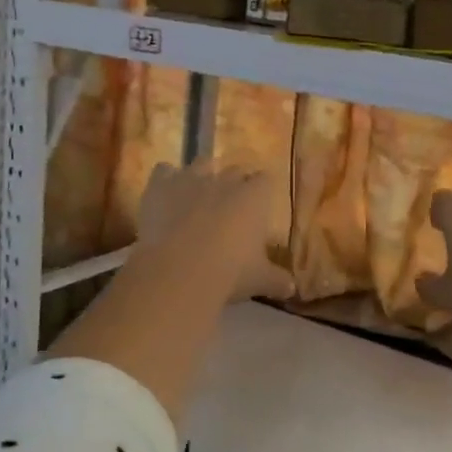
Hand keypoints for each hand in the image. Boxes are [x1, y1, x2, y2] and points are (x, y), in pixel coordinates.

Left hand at [137, 162, 294, 302]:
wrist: (178, 272)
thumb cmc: (229, 273)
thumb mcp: (260, 280)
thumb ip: (277, 280)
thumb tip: (292, 288)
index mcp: (254, 197)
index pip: (266, 180)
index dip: (262, 192)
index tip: (259, 207)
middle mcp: (224, 180)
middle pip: (235, 170)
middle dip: (234, 184)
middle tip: (230, 207)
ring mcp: (190, 179)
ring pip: (201, 164)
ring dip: (202, 176)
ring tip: (198, 198)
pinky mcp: (160, 185)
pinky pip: (164, 170)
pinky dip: (166, 180)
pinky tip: (166, 196)